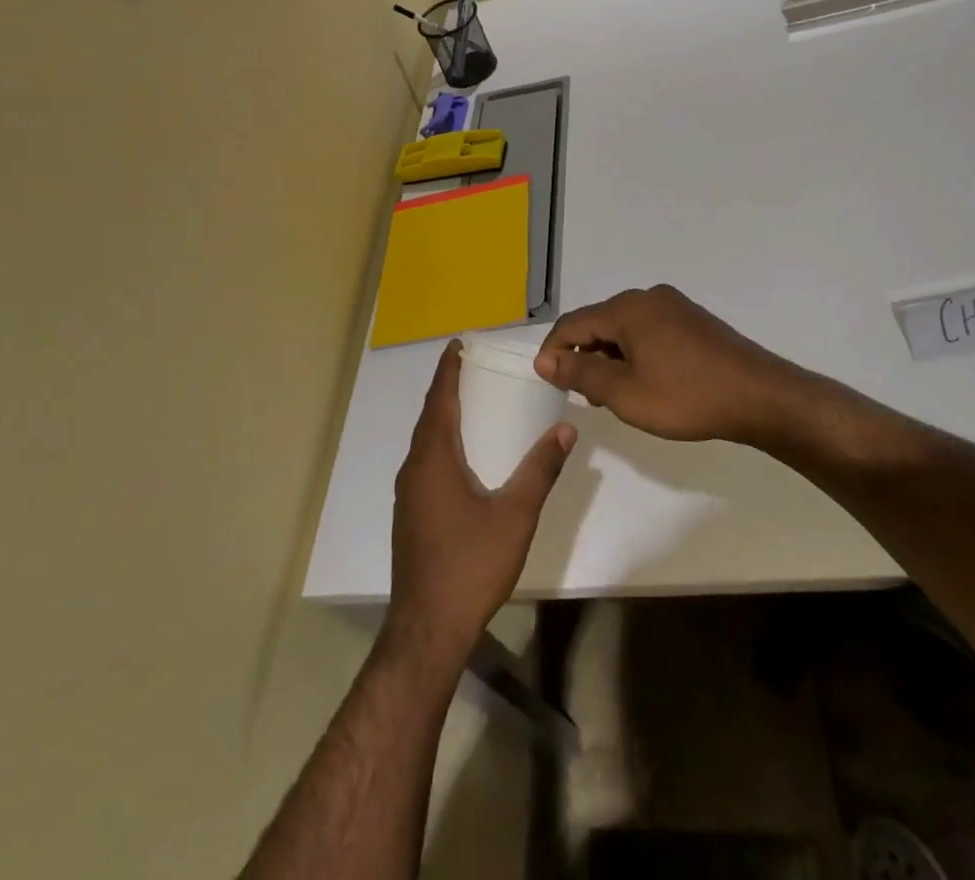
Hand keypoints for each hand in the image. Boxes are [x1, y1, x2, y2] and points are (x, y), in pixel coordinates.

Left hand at [385, 343, 574, 671]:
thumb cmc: (471, 565)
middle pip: (429, 418)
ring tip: (469, 405)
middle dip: (446, 390)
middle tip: (470, 368)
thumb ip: (540, 470)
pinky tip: (461, 457)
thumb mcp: (515, 515)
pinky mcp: (410, 516)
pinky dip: (440, 443)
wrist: (428, 628)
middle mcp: (415, 470)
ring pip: (424, 442)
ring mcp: (408, 495)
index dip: (447, 371)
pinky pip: (424, 463)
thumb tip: (565, 429)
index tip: (456, 345)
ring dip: (441, 418)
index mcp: (434, 459)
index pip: (439, 401)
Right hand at [534, 285, 818, 445]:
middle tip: (585, 397)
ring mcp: (674, 306)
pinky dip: (635, 353)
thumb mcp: (625, 394)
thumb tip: (546, 361)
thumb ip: (581, 375)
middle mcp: (647, 297)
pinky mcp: (692, 320)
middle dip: (584, 357)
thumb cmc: (687, 397)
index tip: (547, 382)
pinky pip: (649, 331)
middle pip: (599, 322)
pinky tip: (646, 382)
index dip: (554, 352)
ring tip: (615, 395)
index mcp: (627, 308)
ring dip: (611, 357)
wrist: (760, 396)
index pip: (572, 324)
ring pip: (625, 328)